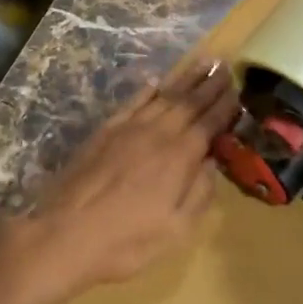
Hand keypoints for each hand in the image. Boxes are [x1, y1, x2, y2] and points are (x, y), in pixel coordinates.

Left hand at [0, 59, 240, 303]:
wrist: (64, 234)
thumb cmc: (126, 241)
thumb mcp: (176, 230)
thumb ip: (200, 193)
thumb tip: (213, 162)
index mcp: (180, 157)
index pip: (209, 123)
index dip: (225, 106)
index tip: (238, 88)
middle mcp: (158, 133)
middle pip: (189, 102)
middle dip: (209, 83)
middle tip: (225, 64)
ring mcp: (129, 128)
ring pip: (164, 95)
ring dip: (185, 78)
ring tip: (202, 61)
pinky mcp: (105, 131)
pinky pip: (133, 102)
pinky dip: (147, 89)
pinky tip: (156, 81)